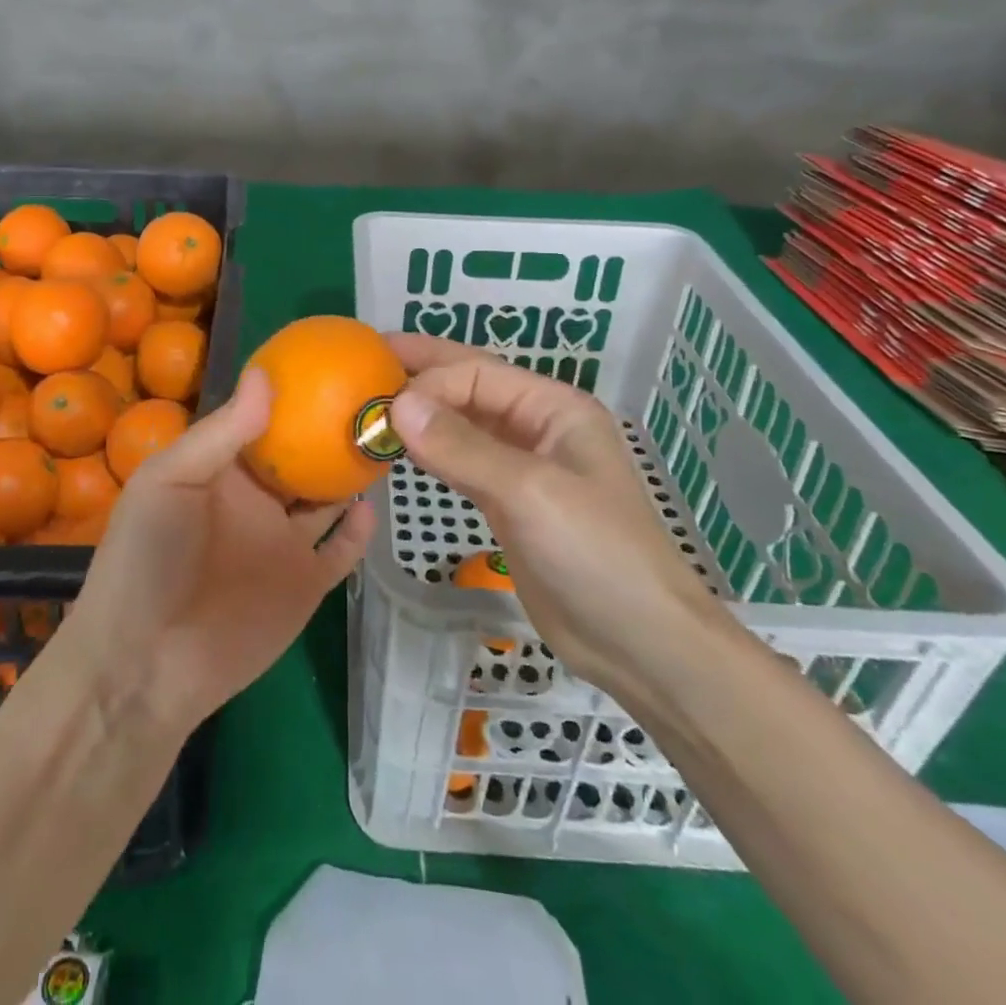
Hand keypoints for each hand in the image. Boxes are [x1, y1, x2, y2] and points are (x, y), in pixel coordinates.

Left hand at [63, 368, 377, 737]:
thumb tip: (265, 374)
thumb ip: (220, 433)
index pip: (263, 423)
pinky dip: (359, 531)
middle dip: (333, 432)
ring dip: (352, 476)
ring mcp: (283, 543)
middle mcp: (258, 501)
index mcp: (223, 471)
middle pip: (303, 459)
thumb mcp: (168, 480)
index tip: (330, 364)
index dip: (291, 396)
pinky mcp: (304, 585)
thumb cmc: (147, 558)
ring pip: (327, 501)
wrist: (145, 665)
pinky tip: (374, 507)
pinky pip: (341, 552)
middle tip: (375, 398)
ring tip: (385, 442)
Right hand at [387, 335, 724, 697]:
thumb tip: (397, 405)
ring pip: (462, 424)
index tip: (382, 405)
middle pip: (469, 387)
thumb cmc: (596, 555)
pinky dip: (429, 452)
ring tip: (370, 405)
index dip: (428, 381)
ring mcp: (523, 466)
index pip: (477, 373)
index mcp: (553, 407)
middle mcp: (537, 427)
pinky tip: (400, 451)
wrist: (641, 644)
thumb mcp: (529, 493)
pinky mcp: (508, 503)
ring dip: (421, 415)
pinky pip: (461, 462)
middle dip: (420, 372)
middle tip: (364, 362)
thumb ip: (462, 447)